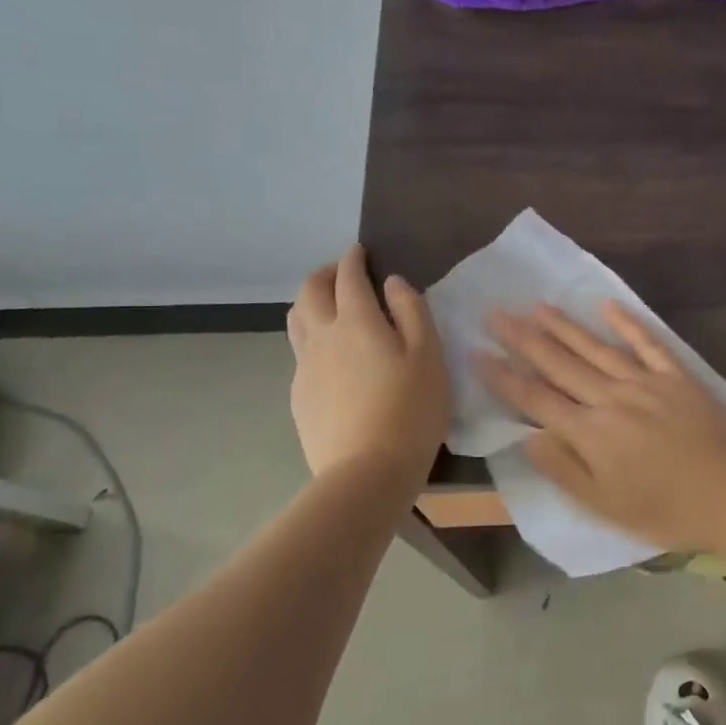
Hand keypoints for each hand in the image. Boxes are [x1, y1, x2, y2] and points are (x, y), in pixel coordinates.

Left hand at [289, 245, 448, 486]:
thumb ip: (413, 312)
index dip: (353, 259)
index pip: (347, 276)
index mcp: (357, 321)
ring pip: (296, 319)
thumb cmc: (411, 410)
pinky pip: (299, 352)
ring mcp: (305, 367)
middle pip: (309, 291)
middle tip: (344, 275)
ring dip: (310, 302)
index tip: (360, 252)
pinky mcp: (299, 395)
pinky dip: (311, 336)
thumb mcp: (429, 356)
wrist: (367, 472)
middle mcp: (322, 336)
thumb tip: (393, 282)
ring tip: (329, 307)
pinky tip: (330, 355)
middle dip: (325, 274)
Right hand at [479, 302, 725, 553]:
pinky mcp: (677, 377)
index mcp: (590, 433)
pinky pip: (649, 344)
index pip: (536, 399)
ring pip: (596, 349)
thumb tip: (528, 436)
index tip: (478, 353)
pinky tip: (608, 305)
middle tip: (497, 313)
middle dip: (524, 339)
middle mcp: (611, 398)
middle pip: (560, 365)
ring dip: (565, 327)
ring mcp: (645, 383)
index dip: (504, 377)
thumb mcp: (605, 506)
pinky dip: (628, 323)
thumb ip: (564, 469)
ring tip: (538, 306)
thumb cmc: (664, 510)